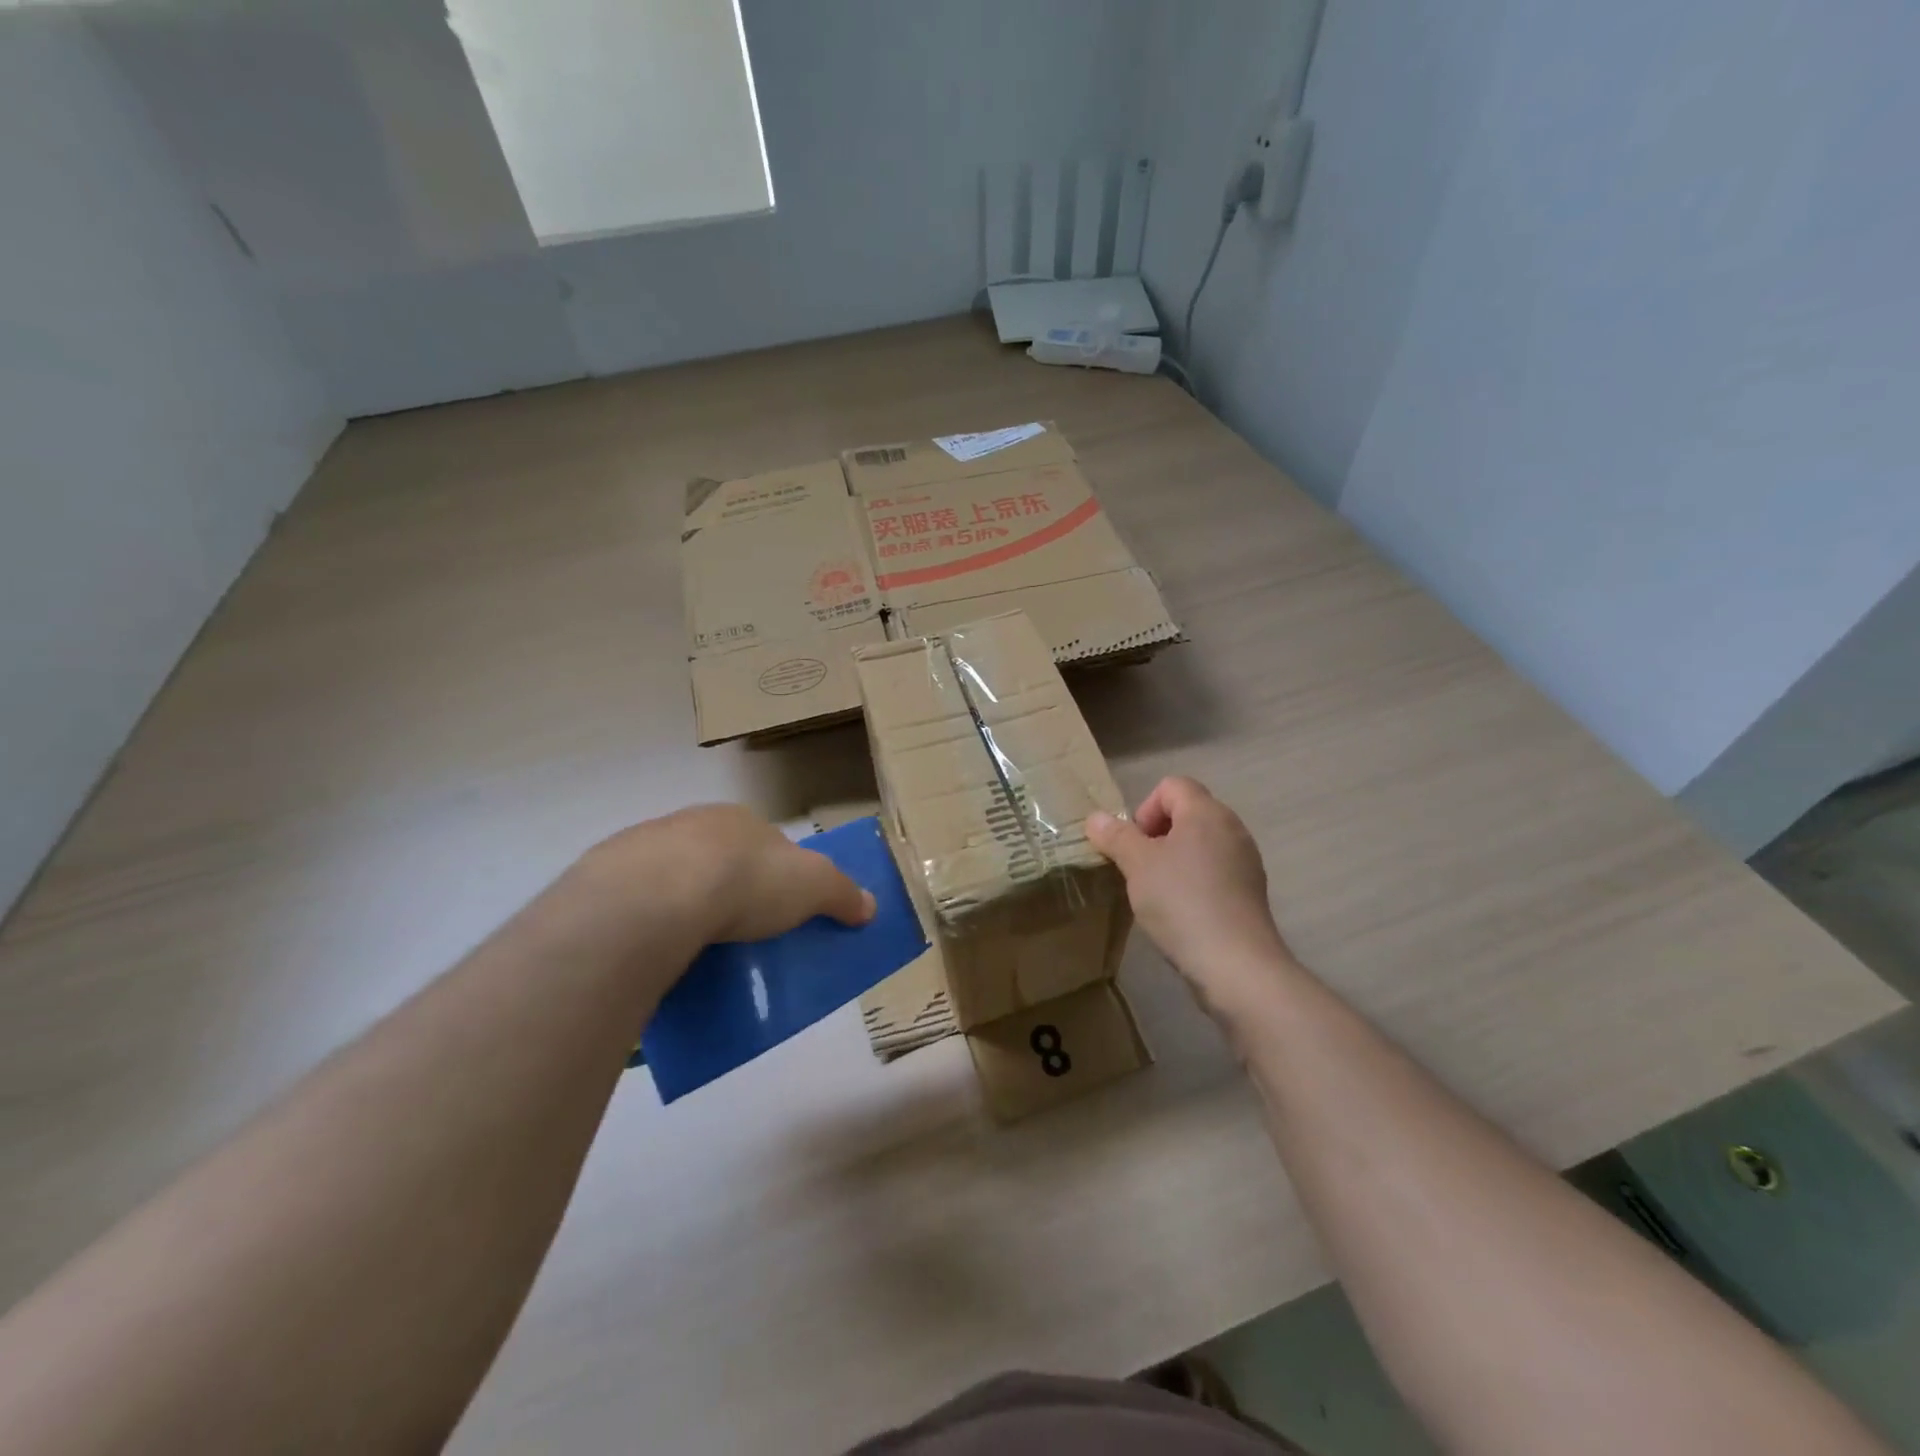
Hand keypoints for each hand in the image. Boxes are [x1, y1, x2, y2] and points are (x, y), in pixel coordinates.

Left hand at [573, 804, 874, 946]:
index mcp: (740, 821)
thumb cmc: (746, 880)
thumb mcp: (813, 886)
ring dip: (683, 907)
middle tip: (737, 933)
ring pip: (672, 879)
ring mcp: (643, 850)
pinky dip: (647, 925)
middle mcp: (691, 824)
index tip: (778, 908)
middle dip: (726, 889)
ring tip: (694, 951)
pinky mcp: (605, 881)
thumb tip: (870, 905)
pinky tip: (655, 954)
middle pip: (717, 858)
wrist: (656, 895)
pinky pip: (636, 905)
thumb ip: (842, 893)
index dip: (775, 872)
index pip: (764, 842)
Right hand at [1086, 776, 1296, 1020]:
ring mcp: (1245, 861)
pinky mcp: (1249, 893)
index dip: (1145, 808)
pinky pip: (1214, 872)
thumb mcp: (1136, 865)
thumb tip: (1096, 817)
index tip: (1133, 844)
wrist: (1235, 964)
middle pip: (1187, 812)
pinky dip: (1193, 882)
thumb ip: (1115, 836)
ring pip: (1200, 844)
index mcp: (1206, 812)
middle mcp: (1232, 828)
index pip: (1172, 785)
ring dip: (1173, 860)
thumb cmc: (1181, 901)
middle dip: (1156, 835)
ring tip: (1156, 892)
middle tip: (1138, 868)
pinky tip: (1180, 912)